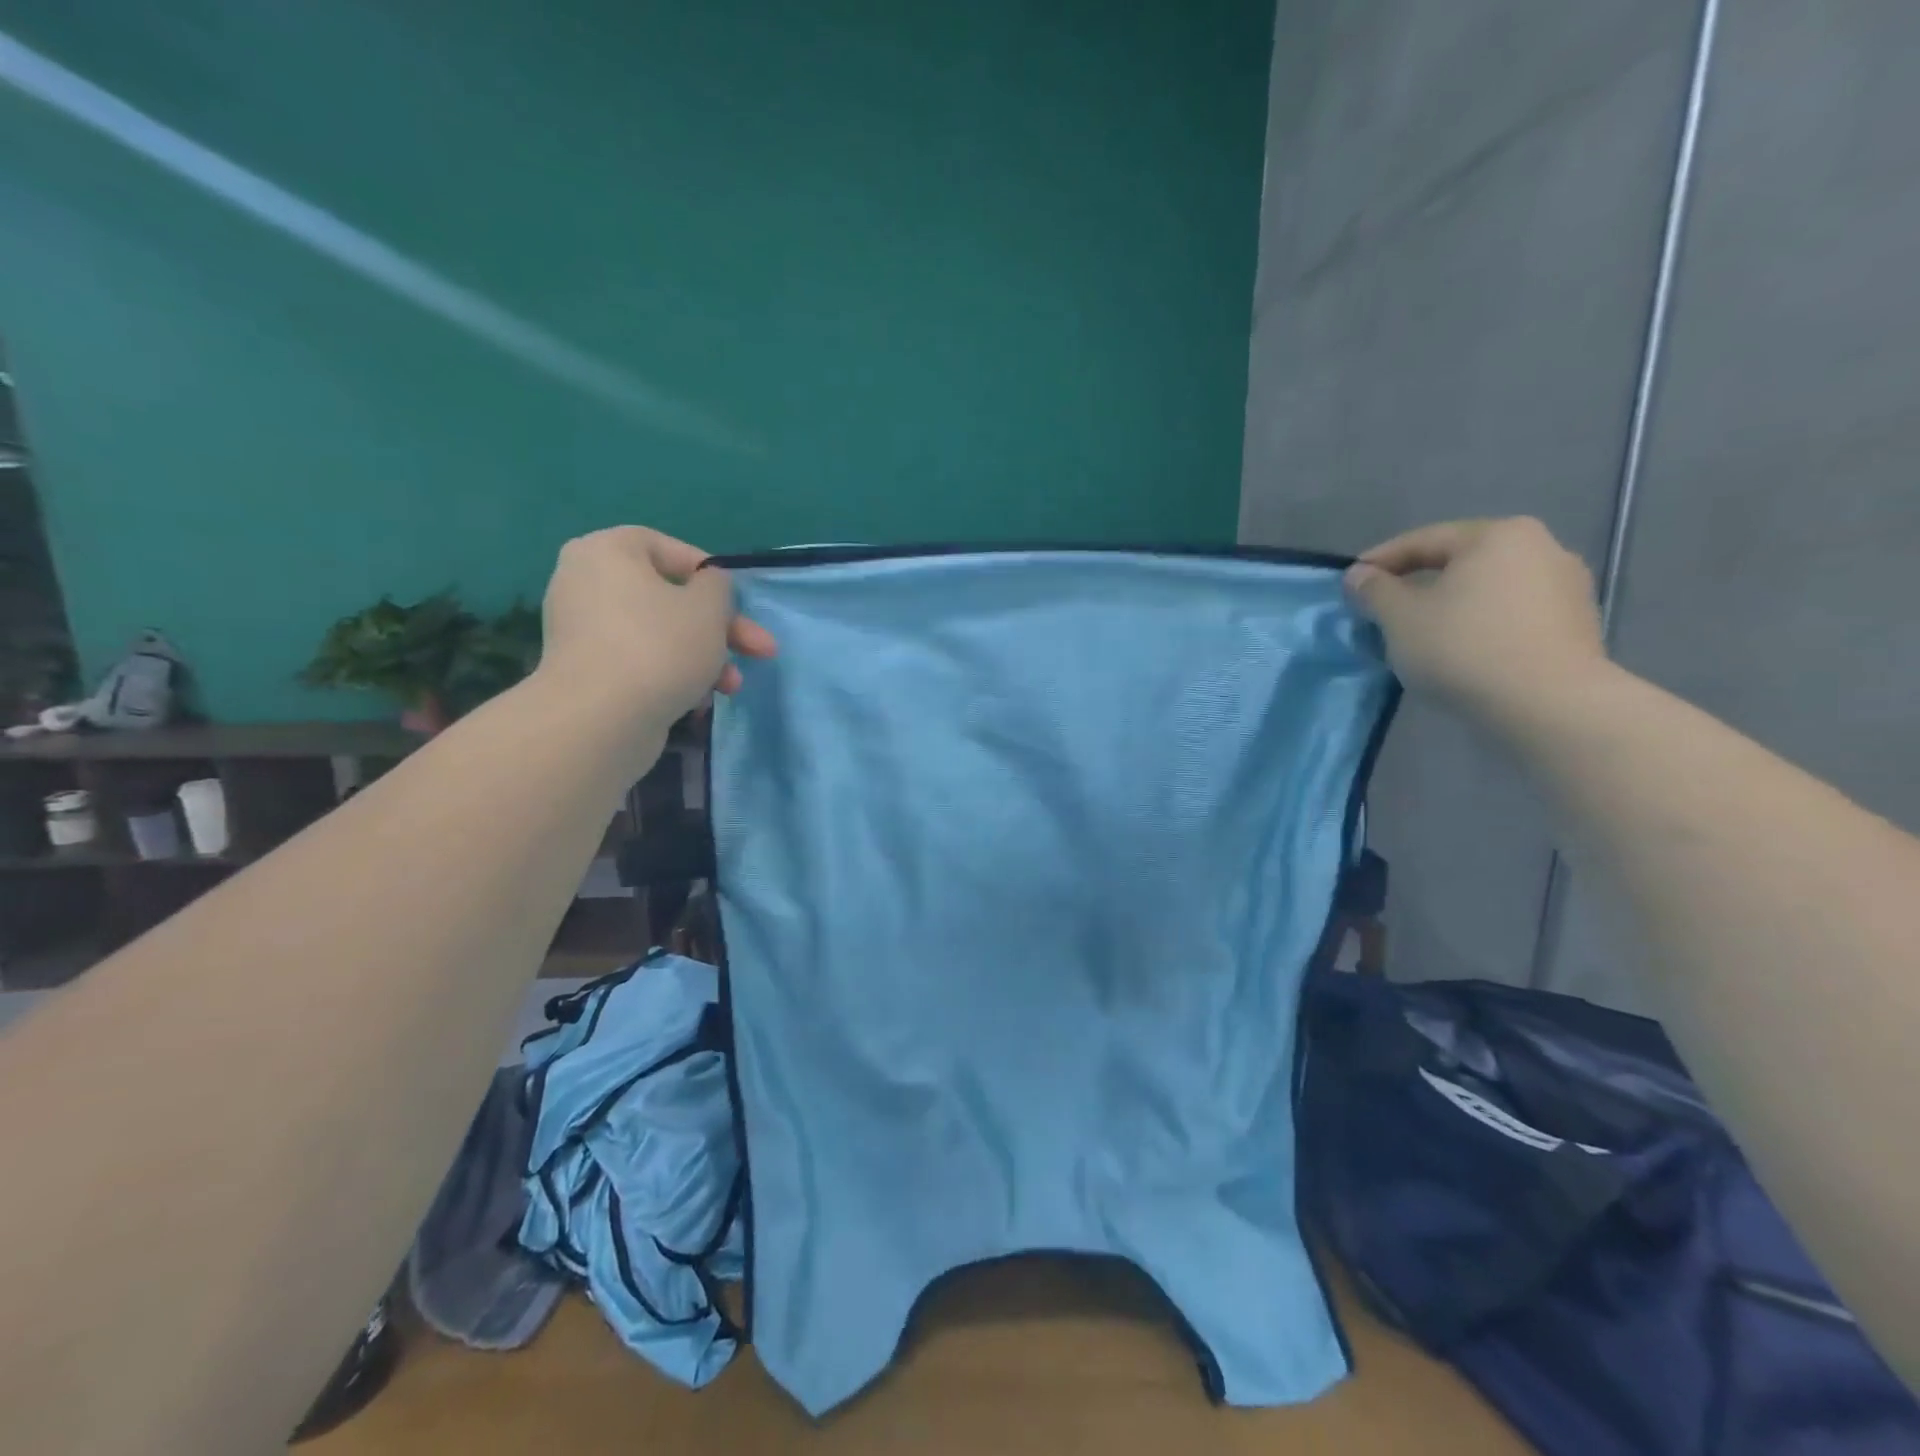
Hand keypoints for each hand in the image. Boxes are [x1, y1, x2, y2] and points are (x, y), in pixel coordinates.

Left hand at [536, 527, 776, 726]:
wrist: (600, 719)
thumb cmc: (660, 646)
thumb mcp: (709, 607)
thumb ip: (718, 586)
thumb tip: (707, 586)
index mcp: (607, 551)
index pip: (667, 549)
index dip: (711, 575)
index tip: (738, 603)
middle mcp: (586, 583)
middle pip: (670, 599)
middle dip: (720, 629)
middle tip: (759, 651)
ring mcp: (582, 631)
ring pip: (660, 634)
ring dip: (704, 657)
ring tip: (731, 687)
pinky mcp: (587, 672)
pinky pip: (640, 662)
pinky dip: (672, 676)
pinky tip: (696, 702)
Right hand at [1343, 517, 1605, 725]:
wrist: (1549, 705)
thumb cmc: (1464, 648)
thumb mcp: (1400, 618)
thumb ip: (1374, 591)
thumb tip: (1358, 575)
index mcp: (1498, 535)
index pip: (1424, 540)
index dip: (1380, 561)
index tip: (1350, 584)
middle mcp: (1542, 548)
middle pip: (1460, 563)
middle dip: (1418, 584)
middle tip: (1383, 610)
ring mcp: (1567, 587)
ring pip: (1487, 590)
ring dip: (1450, 606)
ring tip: (1420, 635)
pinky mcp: (1577, 625)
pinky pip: (1512, 616)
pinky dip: (1480, 626)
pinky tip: (1460, 652)